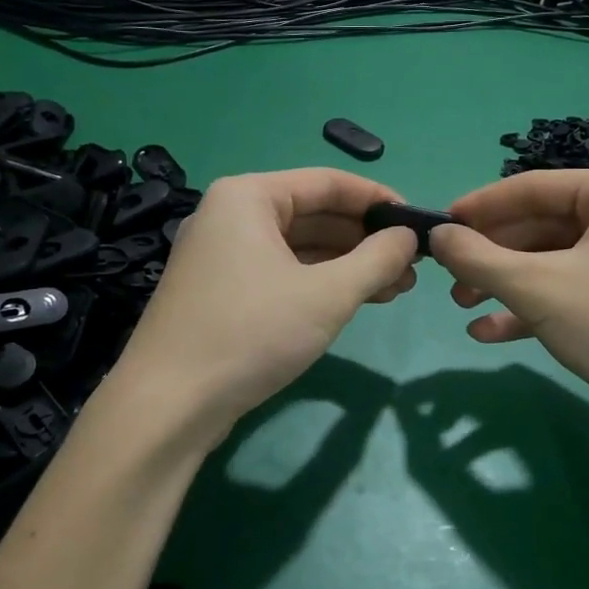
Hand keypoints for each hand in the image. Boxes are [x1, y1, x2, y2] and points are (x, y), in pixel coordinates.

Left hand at [114, 169, 417, 431]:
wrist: (169, 405)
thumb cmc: (251, 333)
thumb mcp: (327, 294)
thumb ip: (376, 259)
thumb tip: (409, 237)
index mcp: (248, 197)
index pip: (328, 182)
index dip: (378, 200)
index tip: (418, 223)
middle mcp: (231, 216)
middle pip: (314, 214)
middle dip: (366, 240)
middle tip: (412, 266)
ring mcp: (223, 255)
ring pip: (300, 247)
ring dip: (348, 265)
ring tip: (397, 289)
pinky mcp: (222, 292)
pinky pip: (282, 272)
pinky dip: (320, 283)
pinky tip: (356, 301)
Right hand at [428, 168, 588, 441]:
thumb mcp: (536, 288)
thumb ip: (478, 258)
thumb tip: (436, 236)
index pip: (534, 187)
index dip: (479, 207)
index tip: (438, 226)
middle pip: (544, 226)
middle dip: (492, 256)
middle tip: (449, 276)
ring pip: (558, 262)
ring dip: (508, 284)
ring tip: (463, 306)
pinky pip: (580, 289)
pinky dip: (538, 306)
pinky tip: (492, 332)